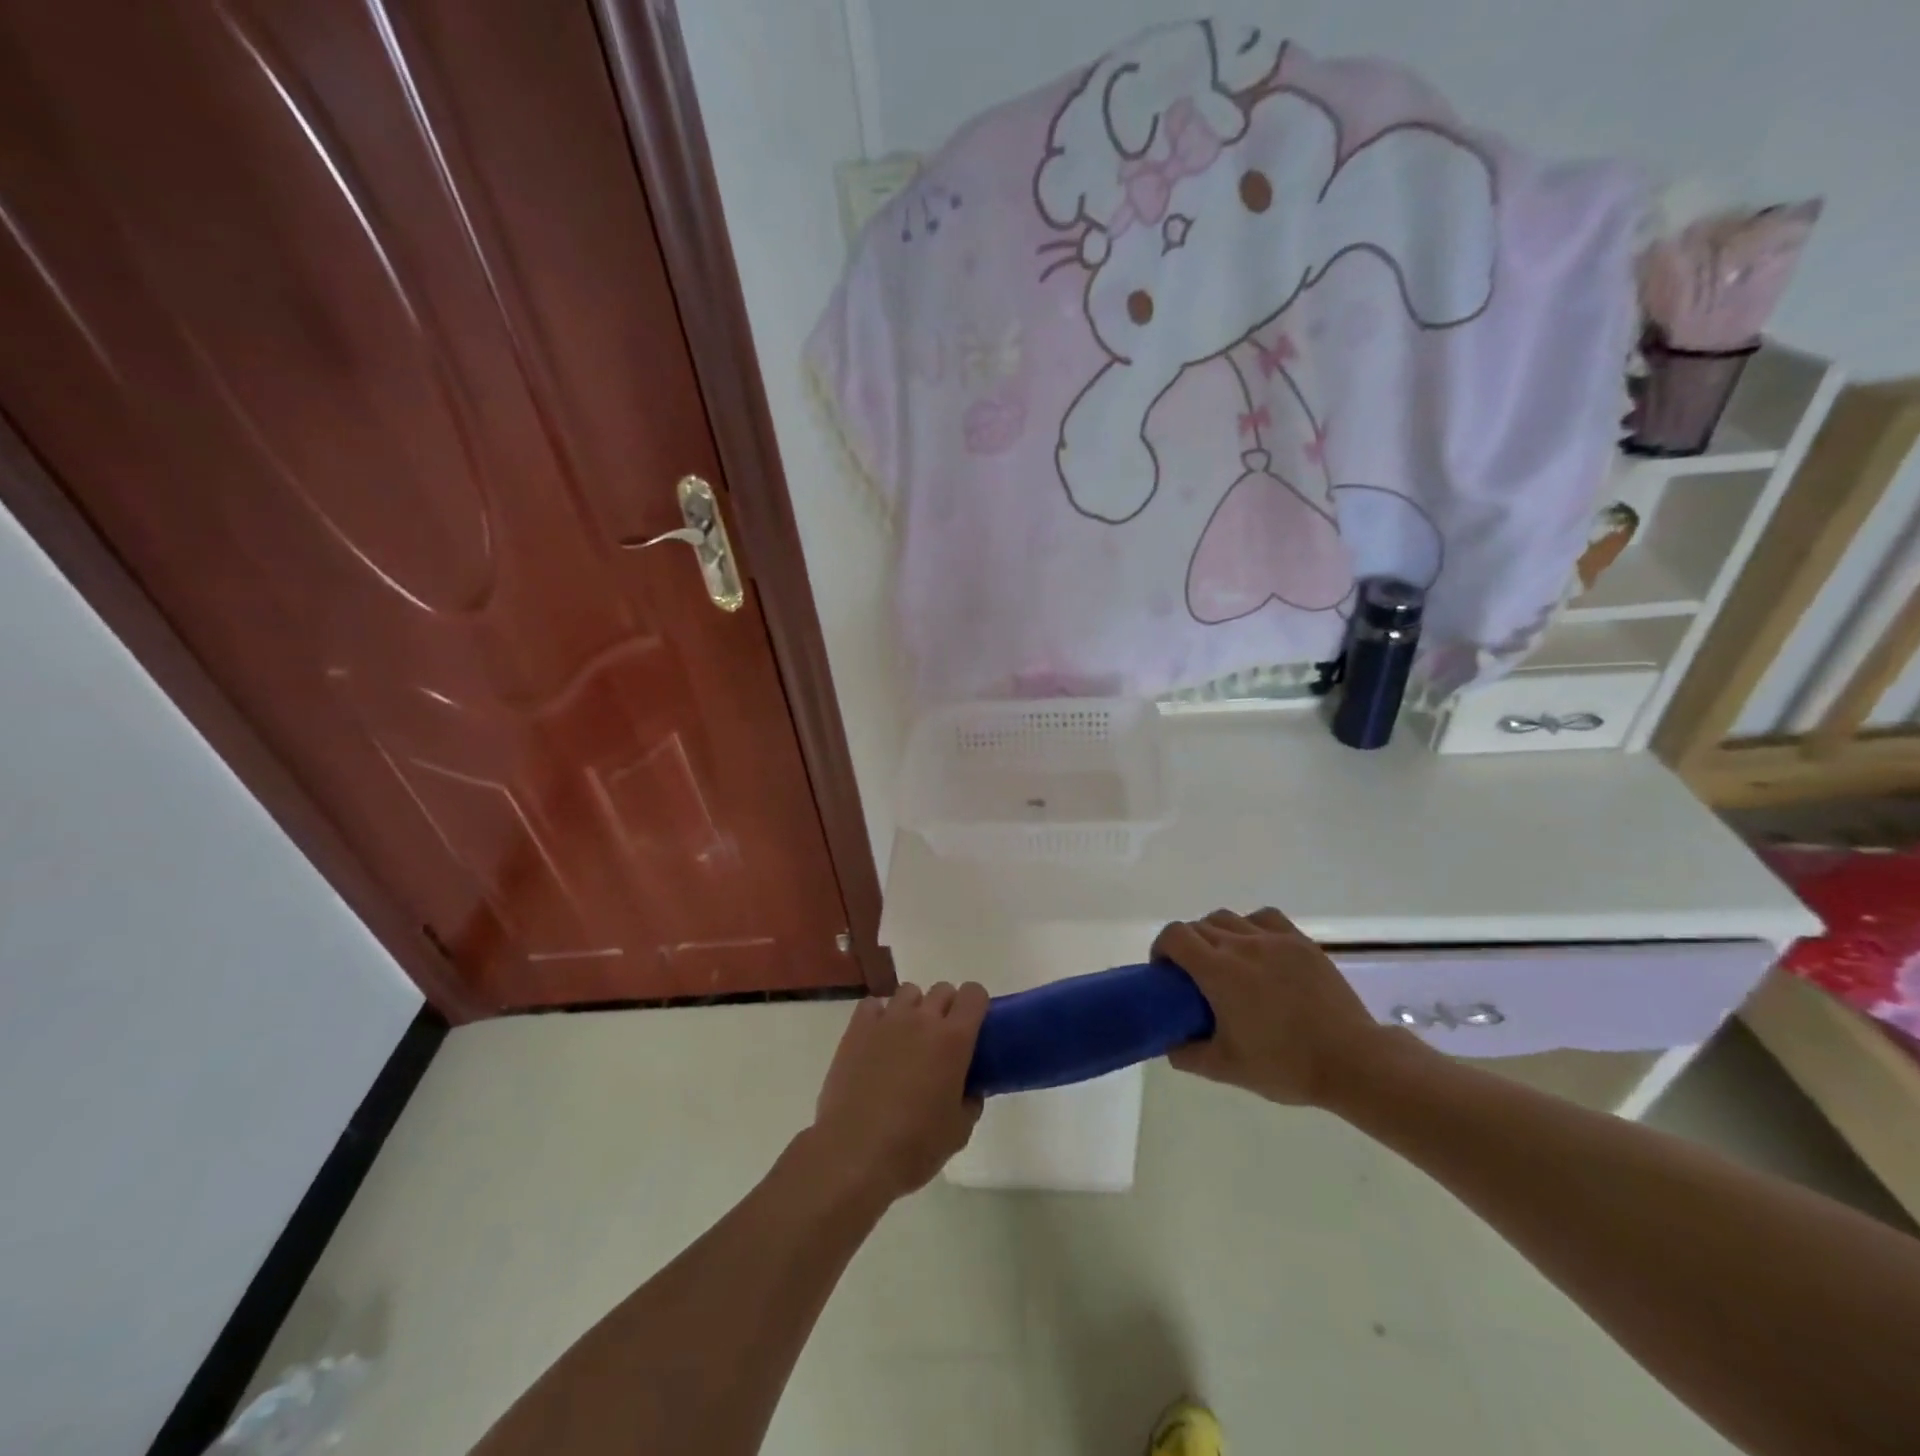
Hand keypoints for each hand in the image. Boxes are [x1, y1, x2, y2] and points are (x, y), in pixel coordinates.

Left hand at [808, 981, 988, 1203]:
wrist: (856, 1154)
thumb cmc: (915, 1146)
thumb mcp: (959, 1130)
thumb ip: (970, 1100)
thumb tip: (969, 1088)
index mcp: (954, 1039)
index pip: (974, 994)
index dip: (976, 1006)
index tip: (974, 1027)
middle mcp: (923, 1019)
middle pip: (942, 990)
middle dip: (947, 1008)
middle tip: (941, 1041)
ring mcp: (887, 1020)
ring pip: (908, 992)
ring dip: (914, 1009)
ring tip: (907, 1039)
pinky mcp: (857, 1029)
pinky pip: (873, 1005)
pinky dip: (880, 1015)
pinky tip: (878, 1041)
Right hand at [1154, 908, 1406, 1105]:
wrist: (1352, 1062)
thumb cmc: (1285, 1065)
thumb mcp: (1226, 1069)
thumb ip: (1187, 1054)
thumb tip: (1168, 1044)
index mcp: (1218, 971)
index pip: (1174, 936)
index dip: (1162, 948)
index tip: (1165, 972)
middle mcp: (1242, 944)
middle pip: (1199, 926)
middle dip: (1187, 945)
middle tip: (1194, 976)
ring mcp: (1274, 939)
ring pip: (1229, 918)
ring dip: (1216, 933)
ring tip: (1226, 960)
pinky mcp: (1301, 942)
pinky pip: (1264, 918)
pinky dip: (1251, 926)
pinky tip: (1259, 948)